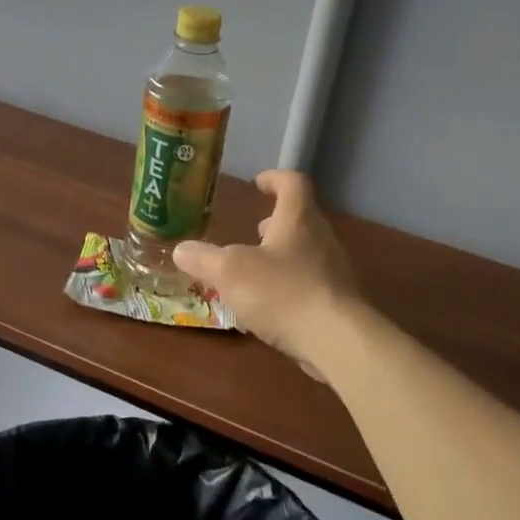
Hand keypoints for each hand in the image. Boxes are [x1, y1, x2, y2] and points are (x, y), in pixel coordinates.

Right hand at [174, 169, 363, 374]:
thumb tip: (181, 249)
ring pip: (306, 251)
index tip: (259, 183)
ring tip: (256, 269)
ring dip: (282, 254)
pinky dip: (290, 283)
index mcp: (298, 219)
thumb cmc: (282, 293)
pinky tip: (271, 305)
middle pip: (301, 218)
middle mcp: (321, 238)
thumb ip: (204, 259)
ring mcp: (334, 271)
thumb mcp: (230, 272)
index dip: (275, 179)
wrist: (337, 341)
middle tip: (255, 230)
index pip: (292, 183)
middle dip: (276, 222)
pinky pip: (311, 282)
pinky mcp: (338, 301)